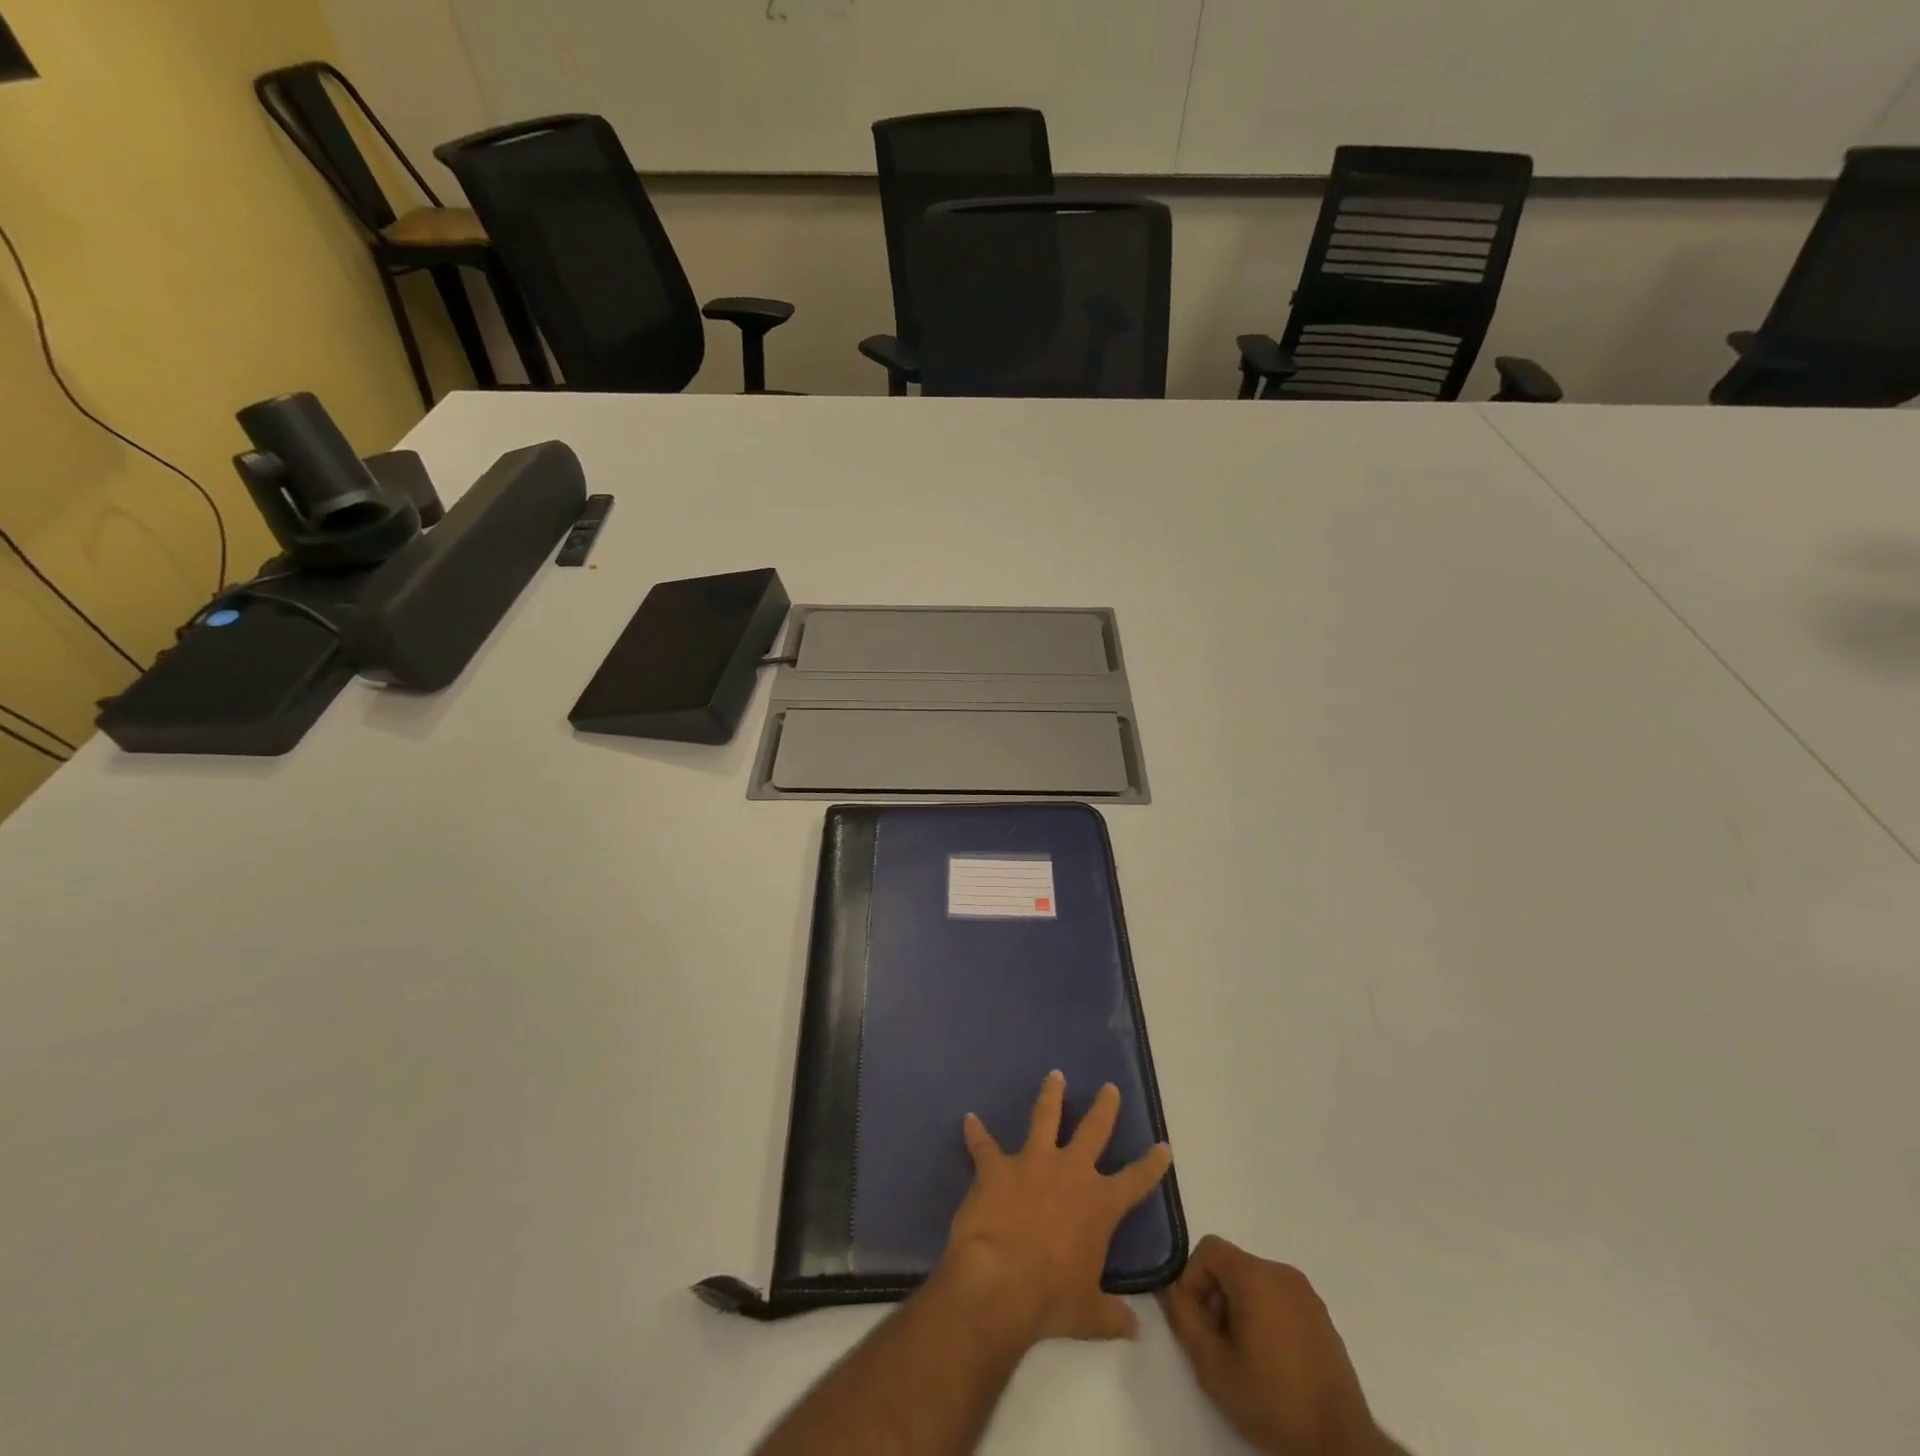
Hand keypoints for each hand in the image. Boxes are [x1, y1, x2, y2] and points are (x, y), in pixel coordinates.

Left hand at [938, 1070, 1172, 1349]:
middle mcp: (1070, 1172)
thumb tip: (1134, 1329)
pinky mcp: (997, 1166)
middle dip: (1104, 1108)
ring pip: (1045, 1117)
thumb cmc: (1050, 1300)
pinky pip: (984, 1145)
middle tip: (1109, 1087)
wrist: (999, 1283)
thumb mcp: (1089, 1315)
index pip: (1136, 1180)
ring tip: (1054, 1075)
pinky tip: (968, 1120)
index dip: (1152, 1164)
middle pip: (1094, 1130)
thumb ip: (1112, 1316)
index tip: (1163, 1146)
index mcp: (1099, 1204)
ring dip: (1050, 1096)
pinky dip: (976, 1133)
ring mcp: (1032, 1162)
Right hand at [1159, 1236, 1395, 1455]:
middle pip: (1231, 1266)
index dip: (1192, 1279)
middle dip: (1215, 1298)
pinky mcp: (1322, 1318)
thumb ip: (1184, 1320)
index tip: (1196, 1321)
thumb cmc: (1273, 1402)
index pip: (1208, 1249)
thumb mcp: (1213, 1367)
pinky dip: (1264, 1318)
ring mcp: (1307, 1295)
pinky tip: (1270, 1363)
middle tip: (1216, 1345)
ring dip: (1239, 1310)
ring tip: (1243, 1358)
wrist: (1342, 1446)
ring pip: (1255, 1283)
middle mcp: (1282, 1273)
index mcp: (1256, 1276)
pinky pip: (1279, 1300)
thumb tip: (1169, 1290)